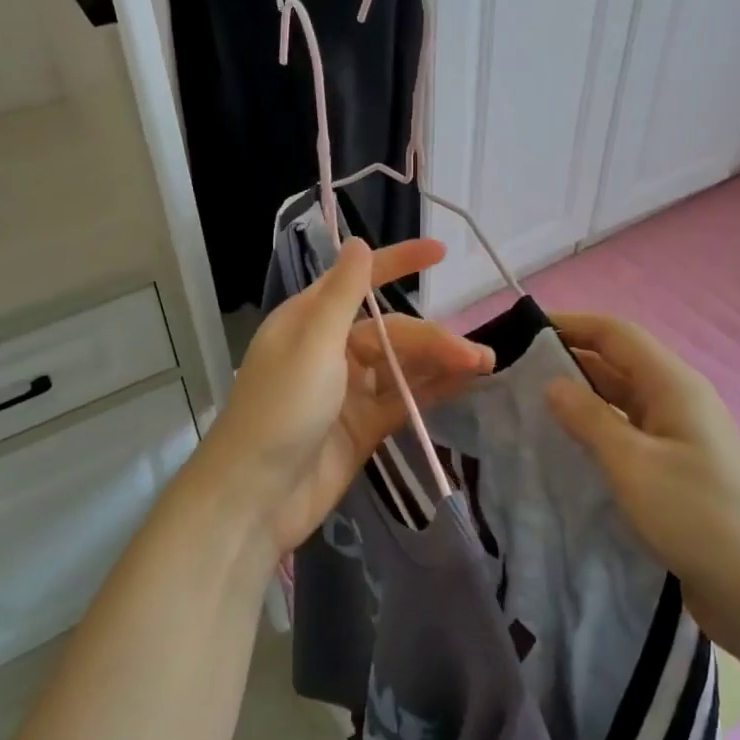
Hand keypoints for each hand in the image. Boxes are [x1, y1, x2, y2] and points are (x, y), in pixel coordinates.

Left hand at [199, 236, 493, 555]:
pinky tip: (464, 384)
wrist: (256, 498)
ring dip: (440, 364)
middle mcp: (330, 349)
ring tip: (483, 366)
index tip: (440, 252)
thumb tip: (358, 242)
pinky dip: (431, 390)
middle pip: (392, 333)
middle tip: (477, 355)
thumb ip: (342, 296)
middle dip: (434, 339)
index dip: (399, 263)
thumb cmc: (279, 410)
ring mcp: (348, 391)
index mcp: (309, 320)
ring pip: (402, 366)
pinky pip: (403, 399)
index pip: (360, 281)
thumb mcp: (312, 344)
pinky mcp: (363, 426)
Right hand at [543, 313, 739, 610]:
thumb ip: (589, 419)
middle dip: (568, 362)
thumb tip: (552, 383)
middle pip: (617, 365)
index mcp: (673, 385)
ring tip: (528, 410)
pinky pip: (628, 436)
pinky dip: (596, 434)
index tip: (522, 332)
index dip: (571, 325)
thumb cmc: (698, 516)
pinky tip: (565, 451)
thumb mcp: (633, 464)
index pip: (616, 334)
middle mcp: (677, 401)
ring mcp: (679, 437)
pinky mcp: (676, 471)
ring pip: (620, 402)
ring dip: (580, 401)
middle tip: (514, 375)